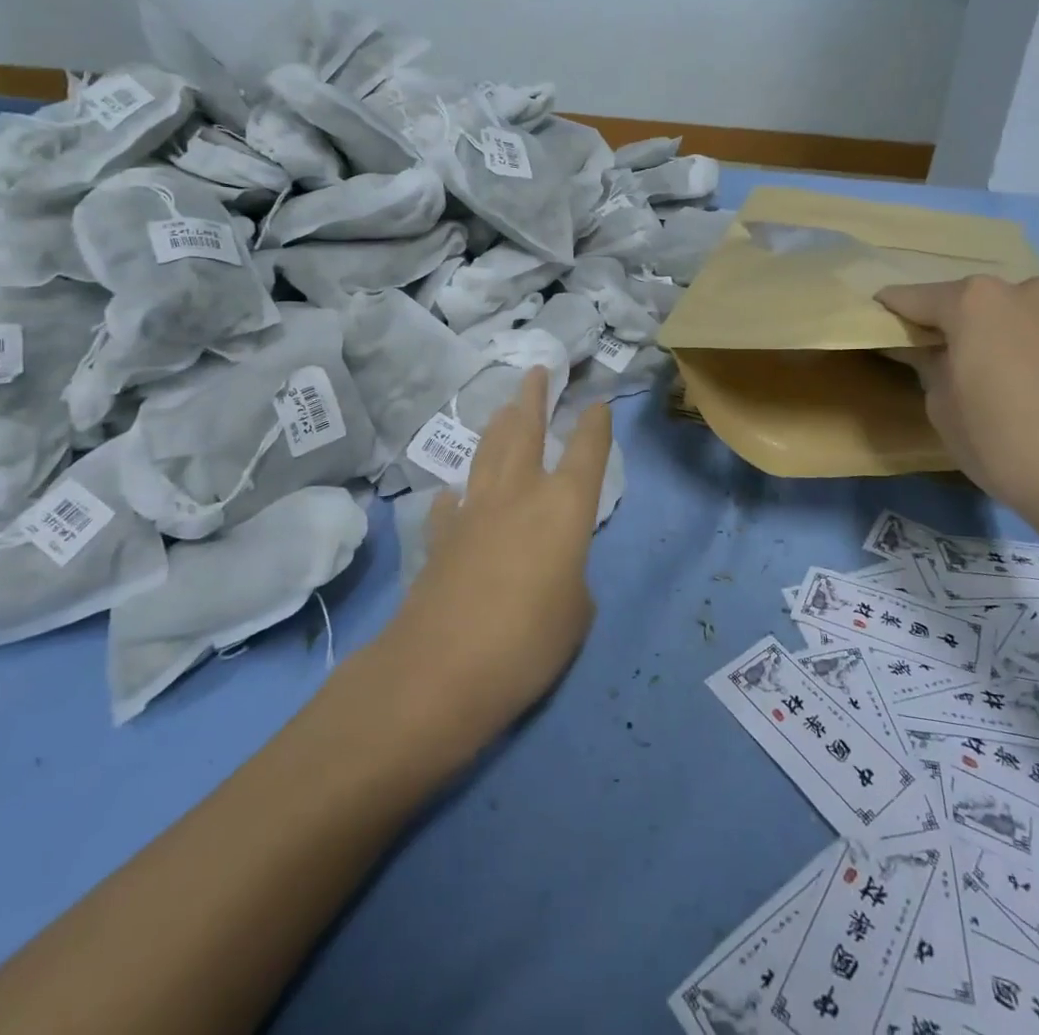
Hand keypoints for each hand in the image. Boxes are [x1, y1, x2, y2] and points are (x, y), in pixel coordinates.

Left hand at [388, 369, 612, 740]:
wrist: (441, 668)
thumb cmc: (528, 641)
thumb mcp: (576, 614)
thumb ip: (572, 580)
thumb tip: (553, 572)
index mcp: (564, 507)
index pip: (586, 452)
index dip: (595, 425)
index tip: (597, 404)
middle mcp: (519, 494)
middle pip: (525, 430)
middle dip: (533, 398)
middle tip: (536, 371)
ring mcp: (474, 511)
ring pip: (488, 453)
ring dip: (499, 426)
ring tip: (505, 408)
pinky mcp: (441, 537)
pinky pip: (453, 503)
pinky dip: (458, 494)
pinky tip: (455, 494)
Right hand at [876, 276, 1038, 539]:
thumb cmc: (1005, 446)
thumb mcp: (942, 410)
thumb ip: (930, 366)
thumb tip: (929, 351)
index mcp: (978, 303)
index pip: (919, 297)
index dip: (898, 309)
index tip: (885, 318)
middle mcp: (1034, 292)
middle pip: (986, 304)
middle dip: (972, 327)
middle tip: (969, 367)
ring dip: (1026, 339)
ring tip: (1031, 386)